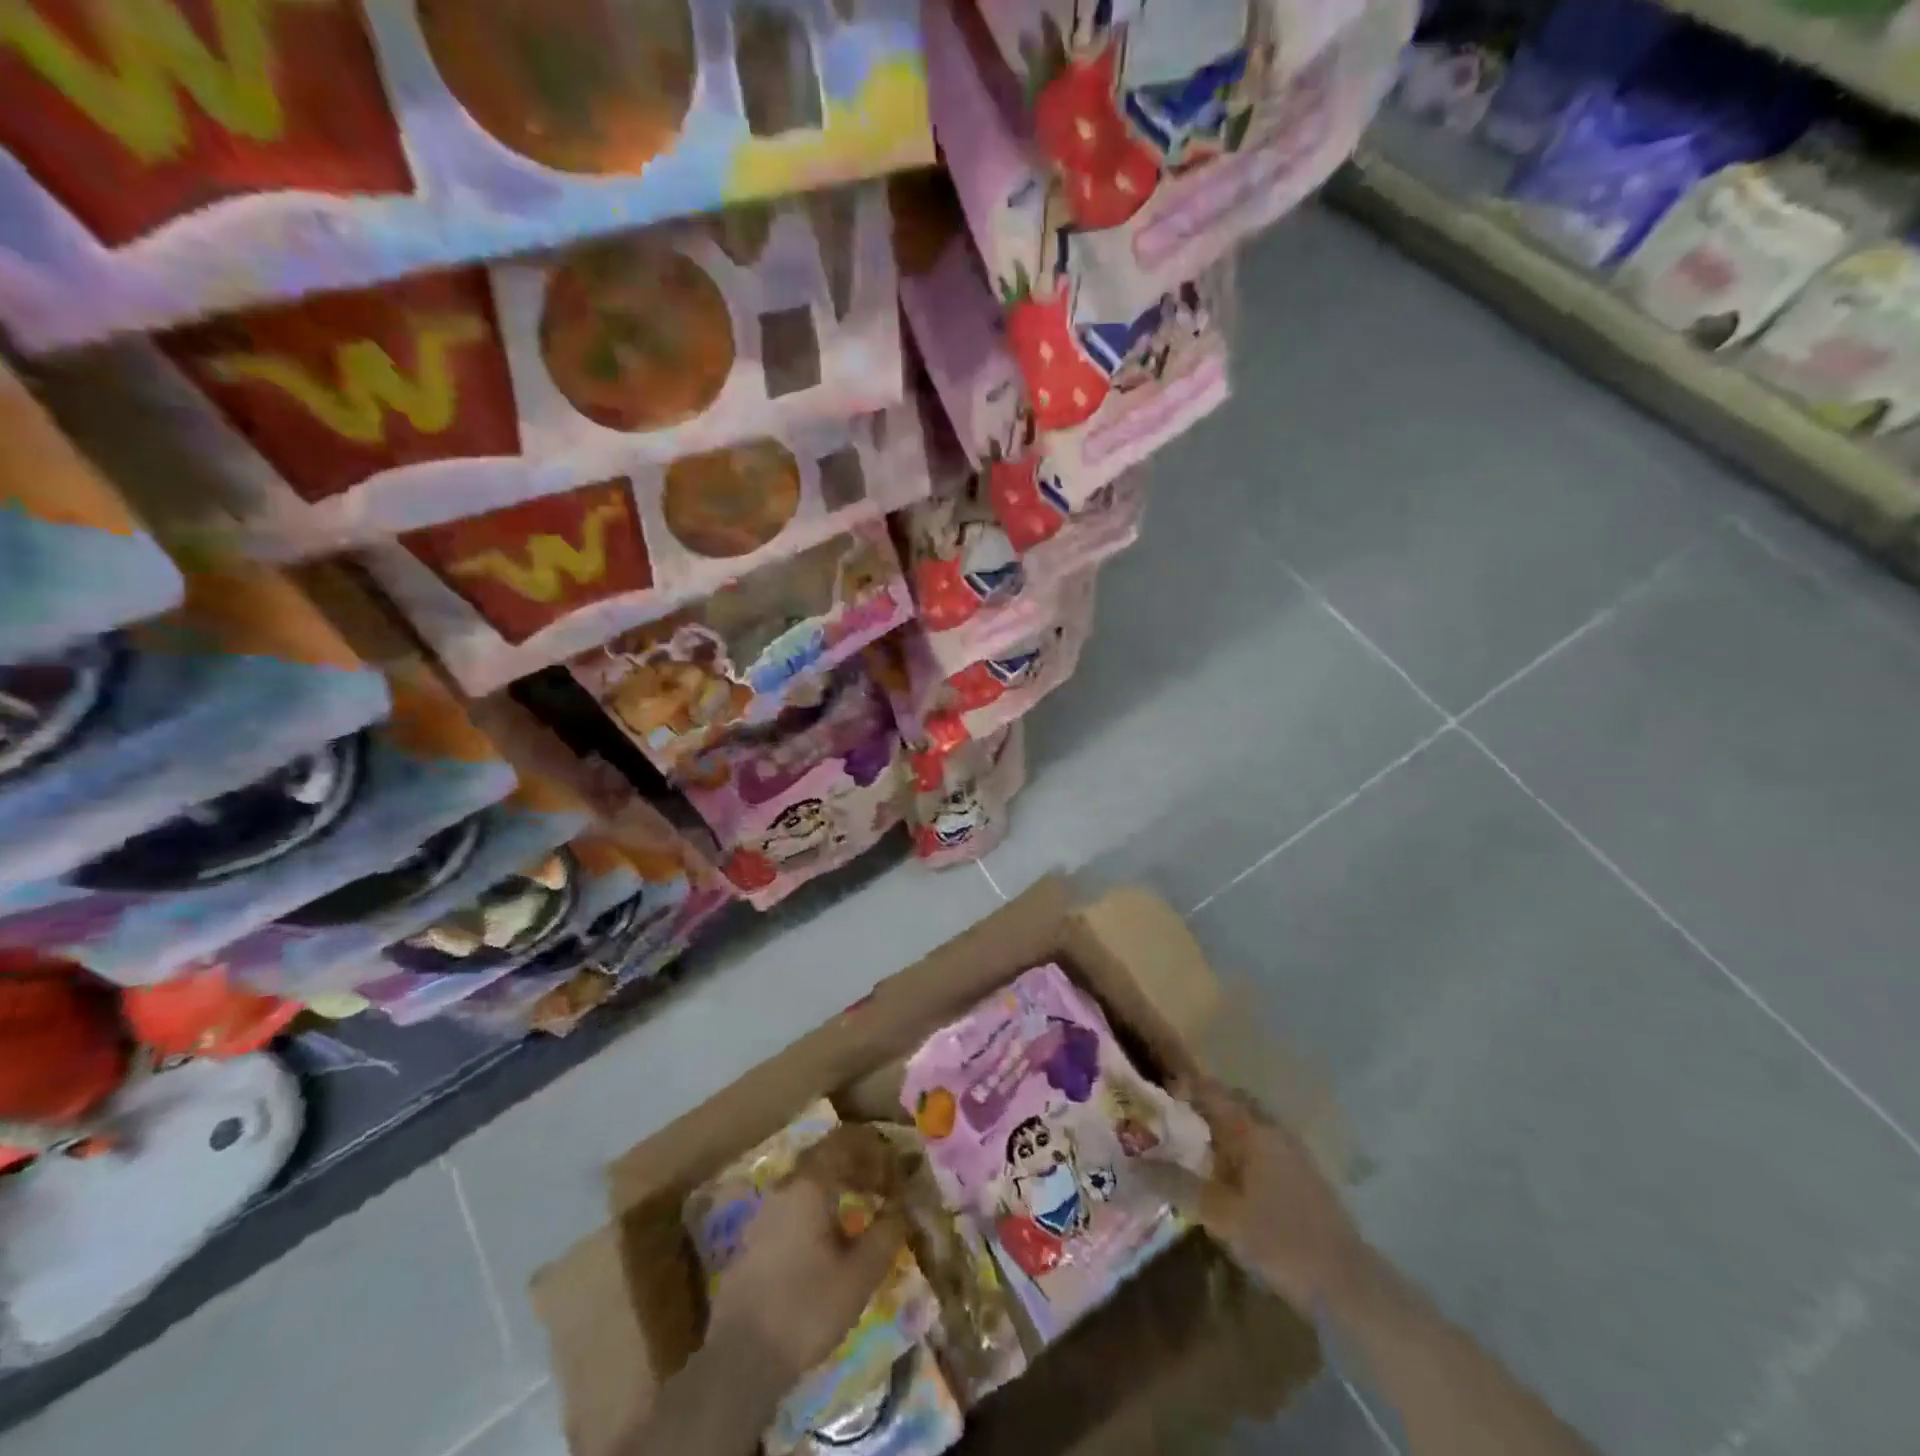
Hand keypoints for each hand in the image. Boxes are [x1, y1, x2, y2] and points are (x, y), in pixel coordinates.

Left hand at [707, 1170, 906, 1381]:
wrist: (740, 1360)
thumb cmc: (806, 1309)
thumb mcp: (859, 1276)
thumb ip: (885, 1234)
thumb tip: (903, 1207)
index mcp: (809, 1186)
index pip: (843, 1143)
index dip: (872, 1149)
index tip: (894, 1168)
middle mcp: (784, 1189)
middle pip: (823, 1159)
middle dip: (855, 1165)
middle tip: (881, 1186)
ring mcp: (764, 1215)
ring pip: (806, 1183)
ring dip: (836, 1187)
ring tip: (859, 1211)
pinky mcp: (752, 1242)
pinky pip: (792, 1207)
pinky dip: (816, 1208)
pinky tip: (828, 1240)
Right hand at [1142, 1075, 1368, 1315]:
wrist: (1347, 1284)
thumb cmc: (1279, 1241)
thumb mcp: (1219, 1215)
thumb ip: (1176, 1184)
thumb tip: (1133, 1163)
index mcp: (1250, 1128)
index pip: (1209, 1090)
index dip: (1180, 1087)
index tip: (1153, 1098)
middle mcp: (1271, 1128)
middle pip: (1230, 1101)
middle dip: (1200, 1105)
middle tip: (1169, 1122)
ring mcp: (1292, 1150)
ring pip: (1248, 1123)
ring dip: (1221, 1127)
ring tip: (1193, 1148)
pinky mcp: (1304, 1174)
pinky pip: (1262, 1143)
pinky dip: (1241, 1147)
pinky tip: (1229, 1175)